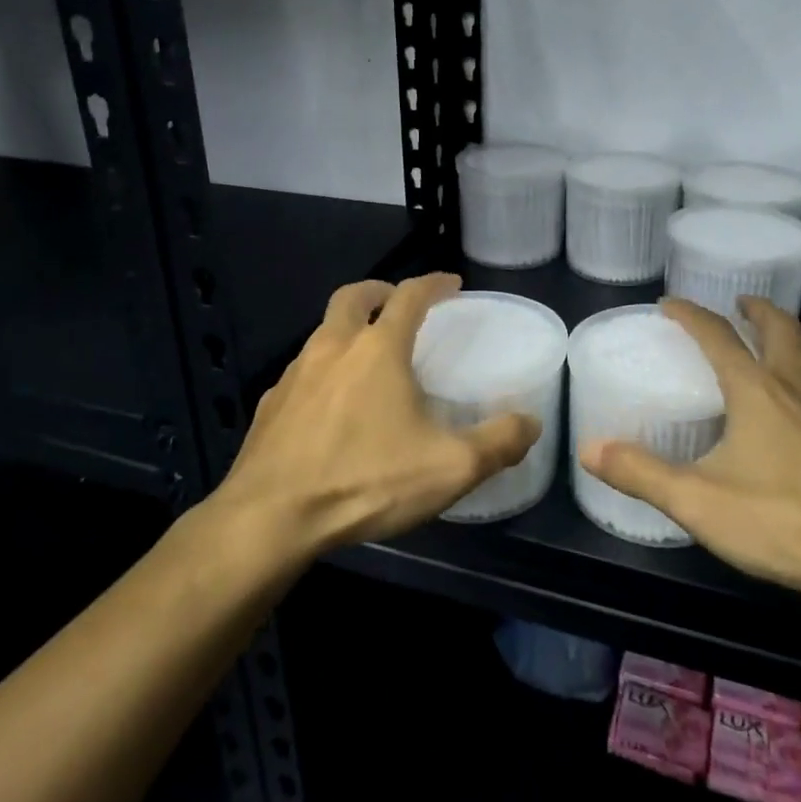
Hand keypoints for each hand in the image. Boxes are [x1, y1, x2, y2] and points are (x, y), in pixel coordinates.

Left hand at [215, 274, 538, 558]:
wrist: (270, 518)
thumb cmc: (365, 480)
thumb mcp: (449, 468)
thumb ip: (498, 443)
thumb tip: (531, 423)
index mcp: (378, 350)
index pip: (410, 296)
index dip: (433, 284)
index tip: (450, 283)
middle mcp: (333, 348)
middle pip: (353, 297)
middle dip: (379, 291)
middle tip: (398, 303)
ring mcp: (294, 375)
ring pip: (322, 333)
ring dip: (347, 331)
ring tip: (366, 359)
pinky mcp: (269, 406)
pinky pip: (300, 374)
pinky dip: (321, 373)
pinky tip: (329, 407)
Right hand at [581, 297, 800, 613]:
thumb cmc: (782, 521)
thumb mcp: (697, 501)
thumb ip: (641, 473)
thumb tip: (589, 448)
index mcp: (757, 390)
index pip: (718, 336)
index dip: (691, 315)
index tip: (670, 304)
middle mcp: (798, 388)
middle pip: (781, 330)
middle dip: (758, 310)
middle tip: (741, 305)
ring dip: (791, 340)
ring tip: (775, 347)